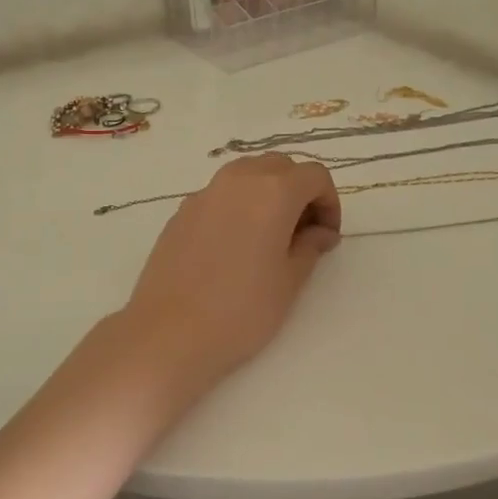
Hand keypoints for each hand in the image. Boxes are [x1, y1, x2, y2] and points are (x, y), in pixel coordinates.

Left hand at [121, 154, 341, 390]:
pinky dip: (237, 206)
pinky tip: (234, 247)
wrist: (168, 332)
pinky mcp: (181, 211)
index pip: (314, 175)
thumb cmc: (241, 310)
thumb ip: (310, 247)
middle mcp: (238, 180)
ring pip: (246, 174)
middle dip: (299, 191)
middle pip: (280, 166)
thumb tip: (319, 232)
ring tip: (269, 236)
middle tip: (303, 233)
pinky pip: (220, 194)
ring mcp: (204, 193)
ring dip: (267, 193)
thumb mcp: (289, 281)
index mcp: (273, 191)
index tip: (326, 236)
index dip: (329, 202)